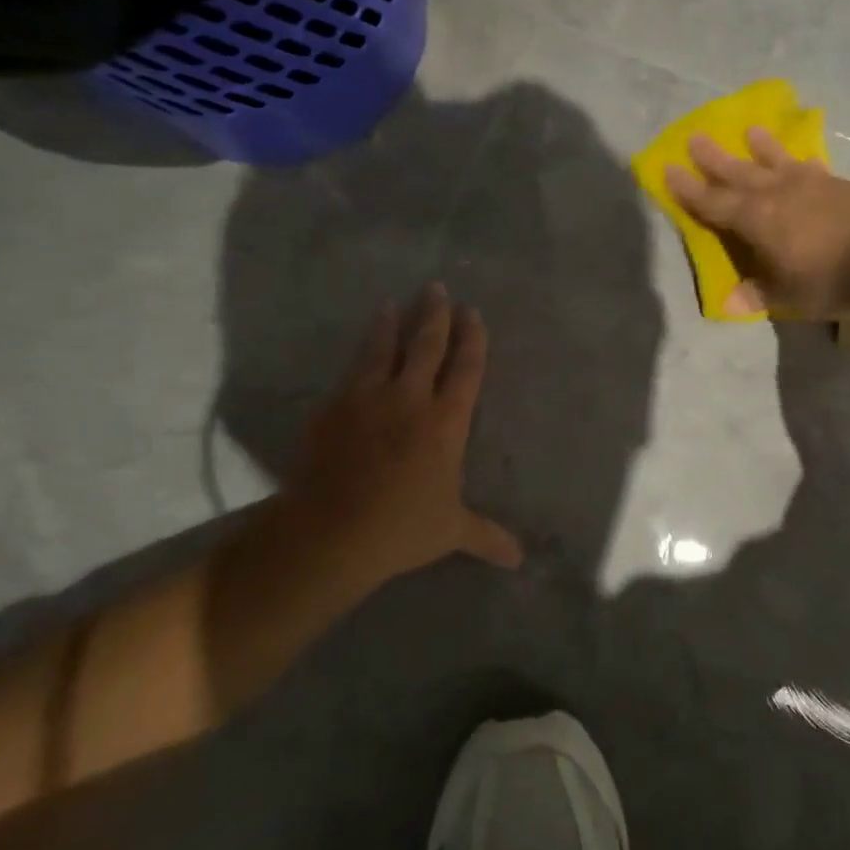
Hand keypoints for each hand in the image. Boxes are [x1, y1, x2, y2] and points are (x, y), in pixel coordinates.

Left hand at [278, 284, 522, 592]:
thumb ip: (487, 537)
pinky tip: (359, 352)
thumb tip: (520, 560)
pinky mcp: (333, 408)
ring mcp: (367, 399)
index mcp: (446, 422)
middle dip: (435, 315)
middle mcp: (409, 399)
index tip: (472, 313)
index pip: (465, 369)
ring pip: (383, 349)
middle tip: (436, 289)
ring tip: (392, 304)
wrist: (329, 532)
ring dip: (391, 324)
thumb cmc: (401, 529)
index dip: (472, 339)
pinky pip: (350, 373)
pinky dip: (359, 357)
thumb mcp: (450, 532)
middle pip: (426, 345)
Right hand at [664, 128, 849, 318]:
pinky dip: (799, 162)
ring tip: (749, 131)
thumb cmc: (828, 279)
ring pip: (776, 161)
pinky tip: (802, 161)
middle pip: (738, 172)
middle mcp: (777, 193)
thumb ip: (757, 293)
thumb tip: (727, 304)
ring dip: (760, 147)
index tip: (668, 170)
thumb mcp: (787, 295)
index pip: (712, 203)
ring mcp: (810, 184)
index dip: (688, 190)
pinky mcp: (838, 183)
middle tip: (695, 138)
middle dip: (714, 159)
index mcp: (755, 219)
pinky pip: (810, 168)